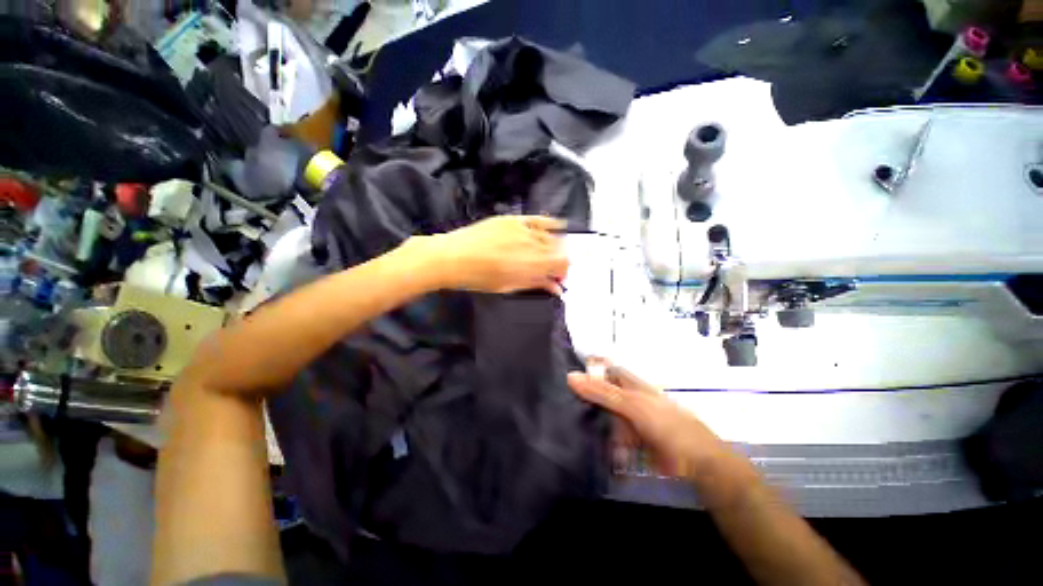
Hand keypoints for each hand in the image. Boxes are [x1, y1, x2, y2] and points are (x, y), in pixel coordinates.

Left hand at [426, 215, 568, 294]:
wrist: (453, 256)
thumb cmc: (478, 278)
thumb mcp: (508, 286)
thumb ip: (535, 284)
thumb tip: (556, 289)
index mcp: (532, 265)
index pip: (562, 263)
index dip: (563, 271)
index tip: (557, 278)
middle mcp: (532, 244)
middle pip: (559, 249)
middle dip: (558, 261)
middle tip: (550, 269)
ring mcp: (524, 229)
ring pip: (551, 235)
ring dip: (554, 246)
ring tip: (547, 254)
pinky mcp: (514, 219)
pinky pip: (539, 219)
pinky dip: (551, 223)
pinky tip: (557, 225)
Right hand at [567, 363, 727, 481]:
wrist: (696, 464)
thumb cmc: (666, 425)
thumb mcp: (632, 404)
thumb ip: (603, 392)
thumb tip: (570, 376)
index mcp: (630, 384)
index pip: (604, 369)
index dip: (587, 369)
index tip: (564, 374)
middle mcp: (627, 399)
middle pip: (600, 393)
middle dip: (582, 397)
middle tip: (557, 401)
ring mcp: (628, 421)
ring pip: (602, 416)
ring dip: (587, 421)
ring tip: (562, 423)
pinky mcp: (629, 442)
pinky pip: (608, 438)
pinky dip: (597, 440)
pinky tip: (582, 444)